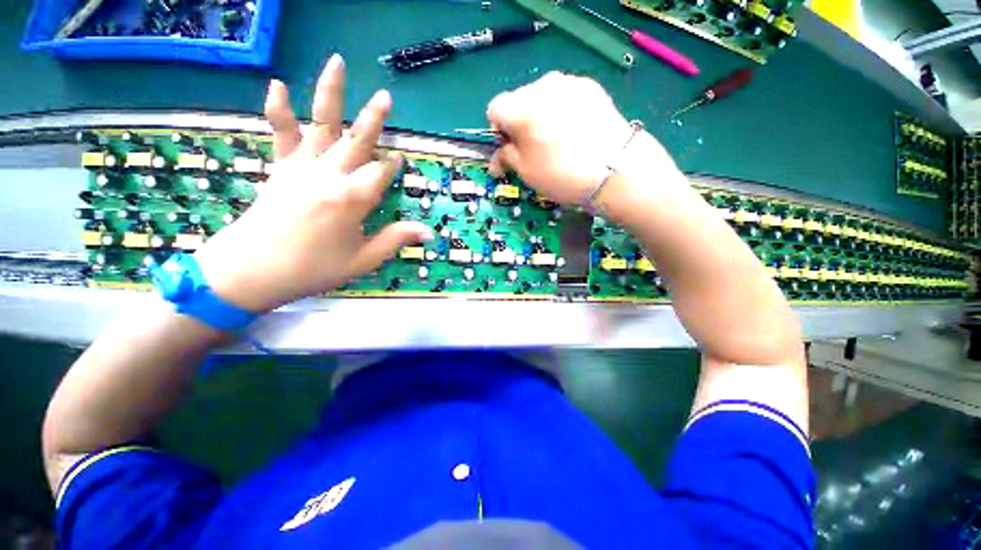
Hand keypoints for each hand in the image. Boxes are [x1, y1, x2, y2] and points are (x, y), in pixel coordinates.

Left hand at [195, 54, 431, 312]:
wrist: (251, 271)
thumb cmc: (313, 268)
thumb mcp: (363, 260)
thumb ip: (396, 239)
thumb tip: (429, 232)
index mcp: (353, 198)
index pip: (382, 173)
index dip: (393, 166)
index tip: (399, 160)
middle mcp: (330, 175)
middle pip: (358, 140)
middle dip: (374, 119)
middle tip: (387, 96)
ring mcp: (302, 167)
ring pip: (322, 124)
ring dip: (331, 93)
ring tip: (338, 62)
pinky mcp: (280, 167)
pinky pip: (280, 133)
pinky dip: (278, 109)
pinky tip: (279, 84)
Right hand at [486, 72, 682, 206]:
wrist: (615, 169)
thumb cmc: (562, 174)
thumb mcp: (526, 172)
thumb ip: (506, 157)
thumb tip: (497, 156)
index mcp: (521, 109)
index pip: (494, 109)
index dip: (498, 131)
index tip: (509, 148)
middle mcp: (541, 86)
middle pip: (517, 100)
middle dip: (518, 122)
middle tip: (531, 147)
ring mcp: (568, 82)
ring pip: (540, 95)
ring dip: (539, 114)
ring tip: (554, 138)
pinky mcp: (589, 86)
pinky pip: (563, 94)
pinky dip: (560, 109)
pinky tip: (573, 128)